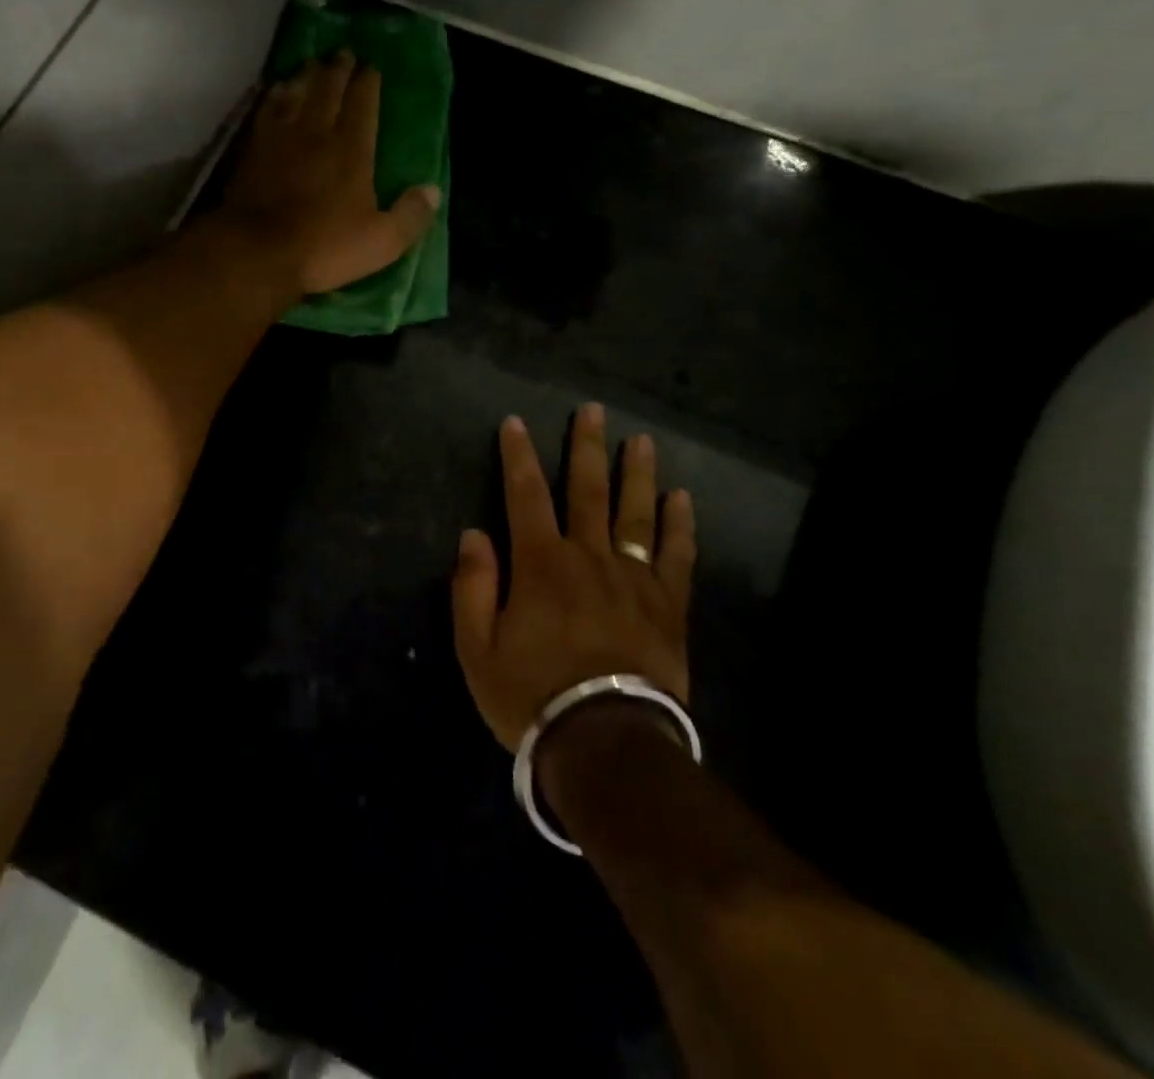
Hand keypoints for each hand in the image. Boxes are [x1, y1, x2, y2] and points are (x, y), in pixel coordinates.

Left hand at [219, 53, 441, 296]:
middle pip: (328, 91)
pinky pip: (267, 110)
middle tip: (344, 52)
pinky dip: (275, 95)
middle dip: (339, 70)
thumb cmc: (323, 248)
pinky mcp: (253, 150)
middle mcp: (316, 133)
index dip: (368, 83)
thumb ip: (410, 215)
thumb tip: (433, 191)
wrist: (257, 252)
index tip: (372, 66)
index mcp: (351, 151)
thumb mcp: (380, 242)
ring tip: (313, 64)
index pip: (363, 105)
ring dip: (306, 76)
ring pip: (296, 94)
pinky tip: (277, 90)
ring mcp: (281, 138)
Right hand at [452, 405, 695, 750]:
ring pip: (635, 513)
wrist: (606, 743)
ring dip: (636, 473)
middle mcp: (588, 557)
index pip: (525, 495)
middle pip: (587, 491)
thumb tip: (473, 534)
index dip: (518, 456)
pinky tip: (681, 498)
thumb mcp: (477, 649)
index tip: (515, 423)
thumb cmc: (532, 696)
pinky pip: (677, 556)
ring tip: (640, 439)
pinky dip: (680, 525)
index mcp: (540, 564)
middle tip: (593, 411)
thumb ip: (472, 587)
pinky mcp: (667, 606)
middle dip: (586, 448)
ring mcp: (634, 579)